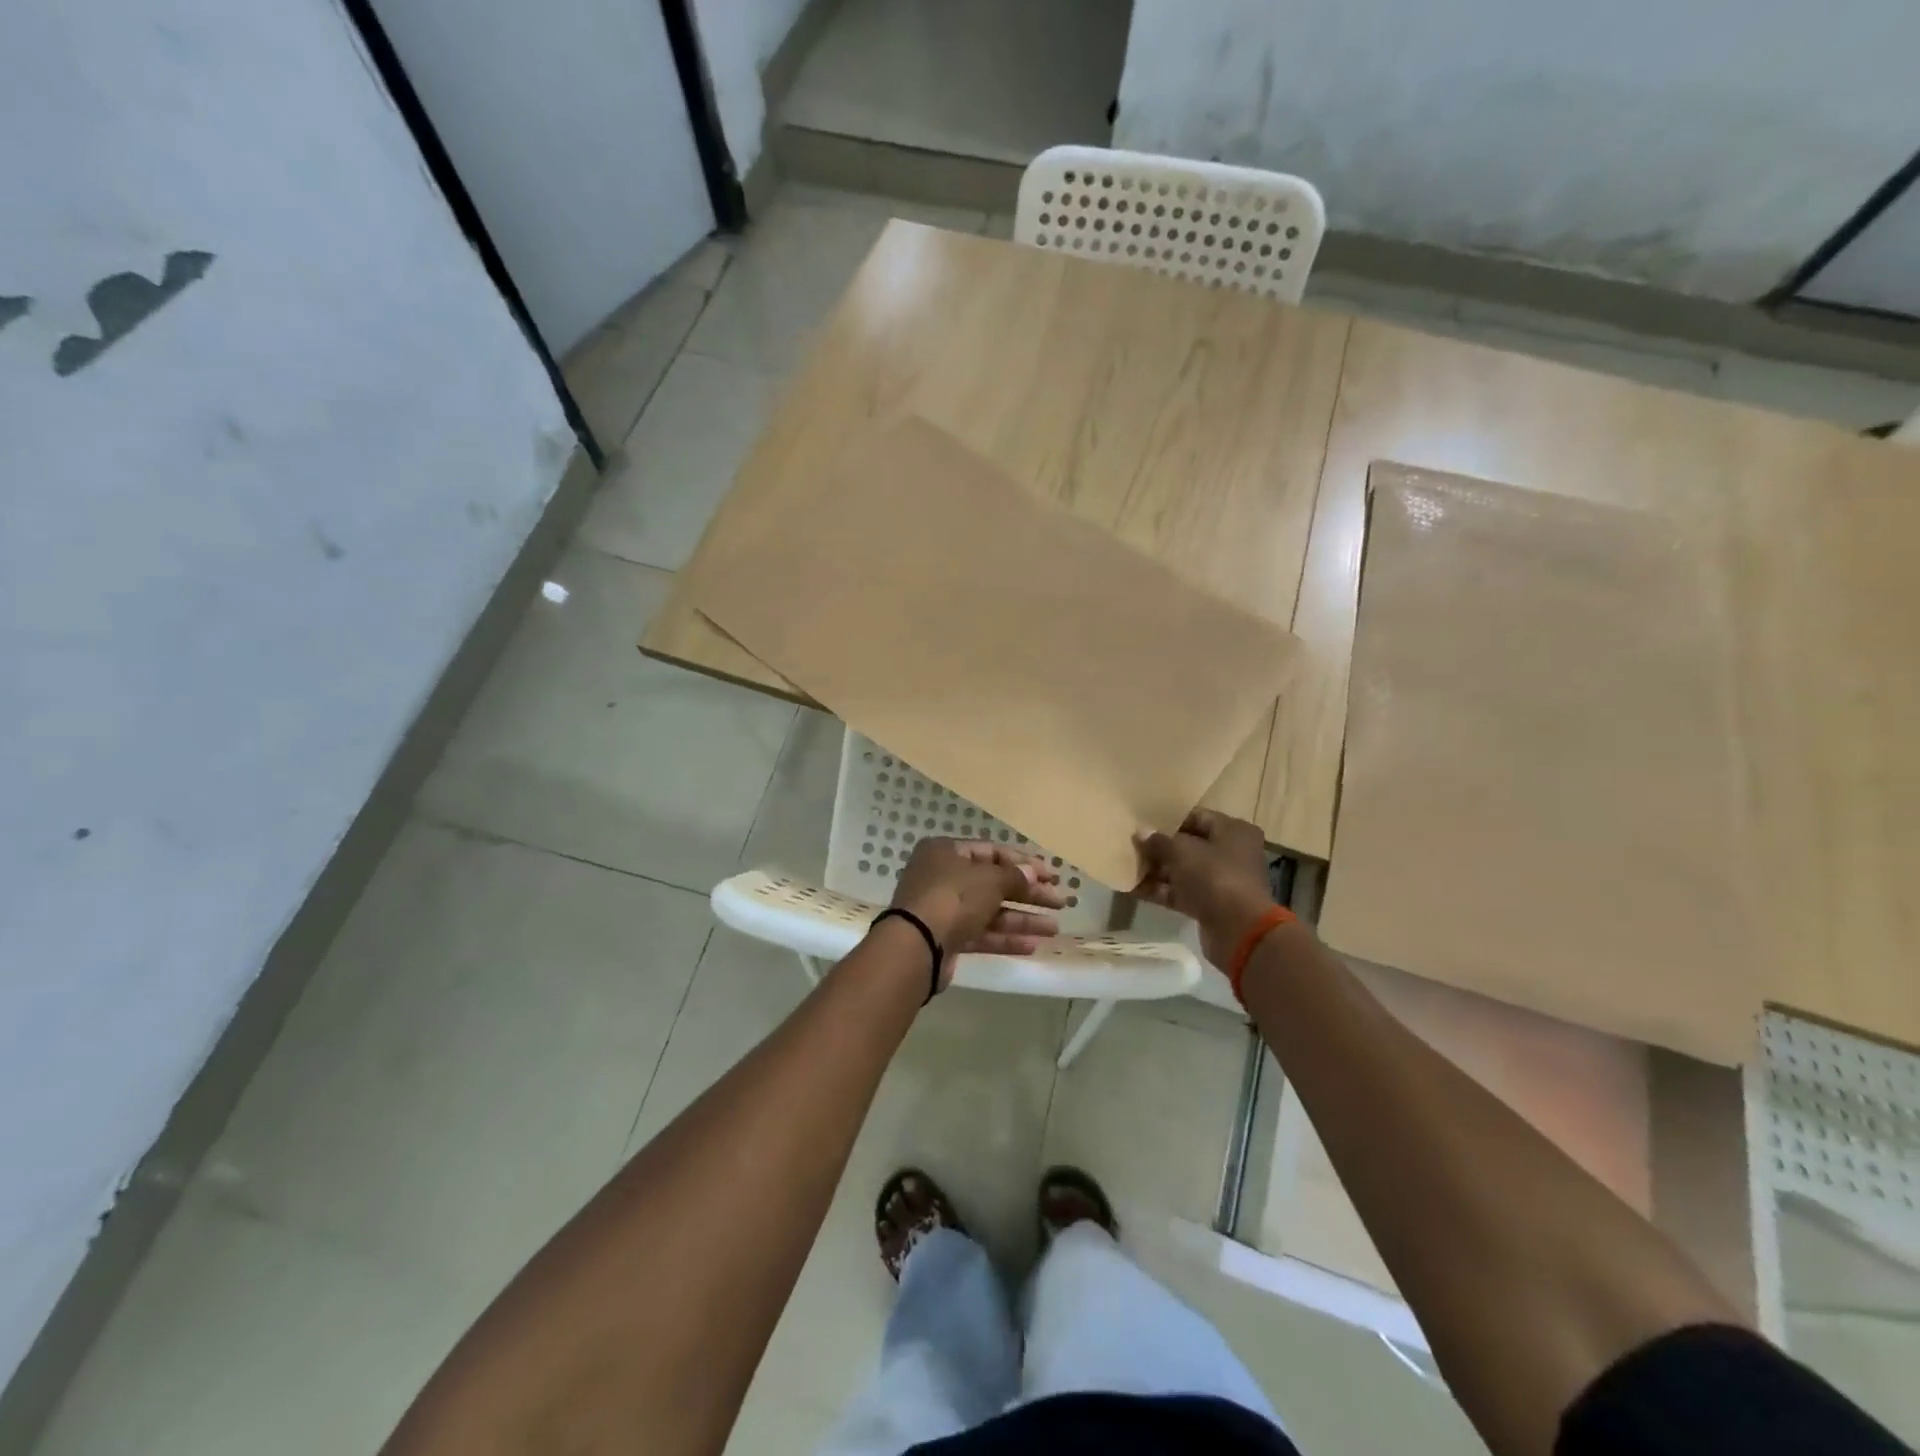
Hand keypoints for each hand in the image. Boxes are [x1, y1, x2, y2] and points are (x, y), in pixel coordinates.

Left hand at [889, 838, 1067, 982]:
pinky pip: (981, 934)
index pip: (992, 852)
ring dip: (1022, 919)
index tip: (1052, 876)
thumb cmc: (953, 898)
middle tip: (1060, 902)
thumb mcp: (989, 880)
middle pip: (993, 883)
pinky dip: (1005, 938)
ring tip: (1054, 928)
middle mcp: (943, 876)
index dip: (1024, 863)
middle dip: (1028, 894)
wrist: (916, 947)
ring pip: (990, 911)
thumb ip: (1014, 876)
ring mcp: (943, 909)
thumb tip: (1031, 873)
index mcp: (947, 852)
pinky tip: (1033, 946)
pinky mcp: (946, 938)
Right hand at [1133, 810, 1277, 966]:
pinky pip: (1181, 892)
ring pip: (1182, 870)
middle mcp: (1231, 853)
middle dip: (1158, 847)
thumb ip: (1159, 841)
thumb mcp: (1182, 852)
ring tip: (1125, 866)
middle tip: (1130, 845)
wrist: (1239, 931)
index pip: (1197, 817)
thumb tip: (1141, 832)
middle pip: (1188, 845)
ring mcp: (1220, 881)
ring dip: (1156, 870)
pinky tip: (1132, 889)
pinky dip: (1159, 890)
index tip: (1142, 821)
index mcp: (1233, 831)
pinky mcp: (1210, 905)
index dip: (1169, 819)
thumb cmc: (1214, 877)